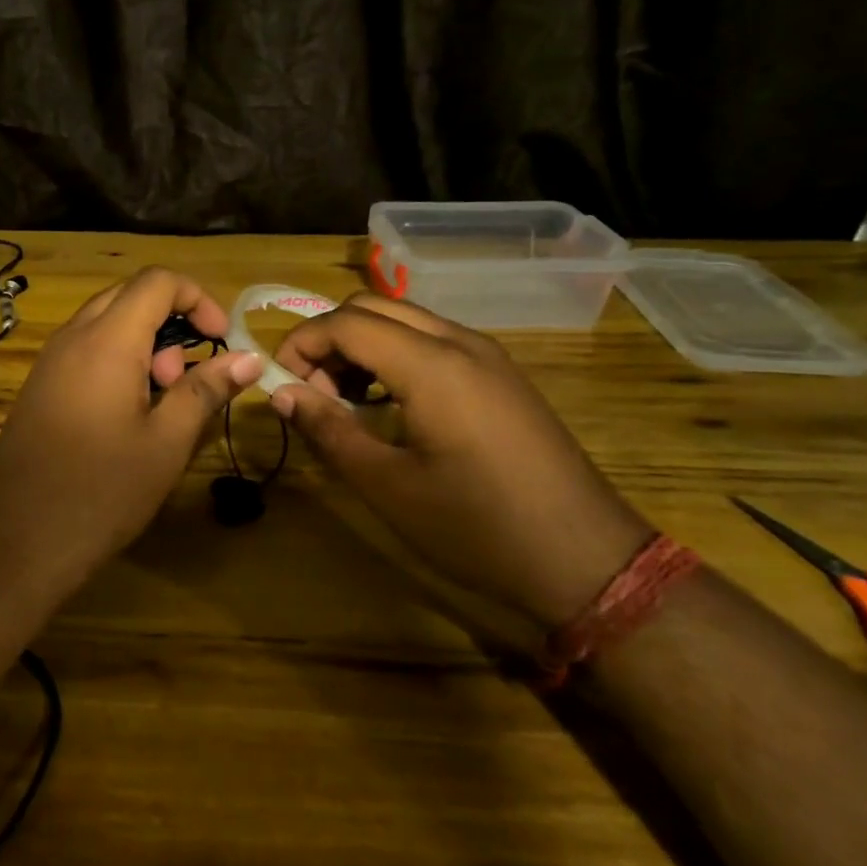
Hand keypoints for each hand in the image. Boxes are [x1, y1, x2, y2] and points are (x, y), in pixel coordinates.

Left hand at [0, 269, 263, 565]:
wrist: (15, 540)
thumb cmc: (101, 492)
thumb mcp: (166, 442)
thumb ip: (206, 390)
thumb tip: (250, 358)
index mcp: (106, 340)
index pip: (157, 281)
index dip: (198, 299)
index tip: (222, 340)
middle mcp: (72, 337)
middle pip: (129, 296)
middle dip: (170, 322)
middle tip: (185, 377)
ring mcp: (50, 361)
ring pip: (105, 323)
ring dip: (144, 344)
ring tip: (160, 402)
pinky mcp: (39, 387)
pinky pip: (85, 350)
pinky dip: (117, 361)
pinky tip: (127, 415)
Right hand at [271, 294, 651, 630]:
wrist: (586, 559)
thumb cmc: (476, 526)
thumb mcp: (387, 486)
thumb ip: (329, 430)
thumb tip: (281, 394)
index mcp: (430, 364)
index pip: (345, 322)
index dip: (300, 344)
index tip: (280, 385)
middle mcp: (460, 342)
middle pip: (372, 307)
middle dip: (329, 338)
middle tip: (312, 392)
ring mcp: (487, 355)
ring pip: (405, 319)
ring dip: (362, 344)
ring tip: (346, 400)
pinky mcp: (502, 375)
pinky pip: (434, 340)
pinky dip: (396, 354)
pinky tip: (392, 404)